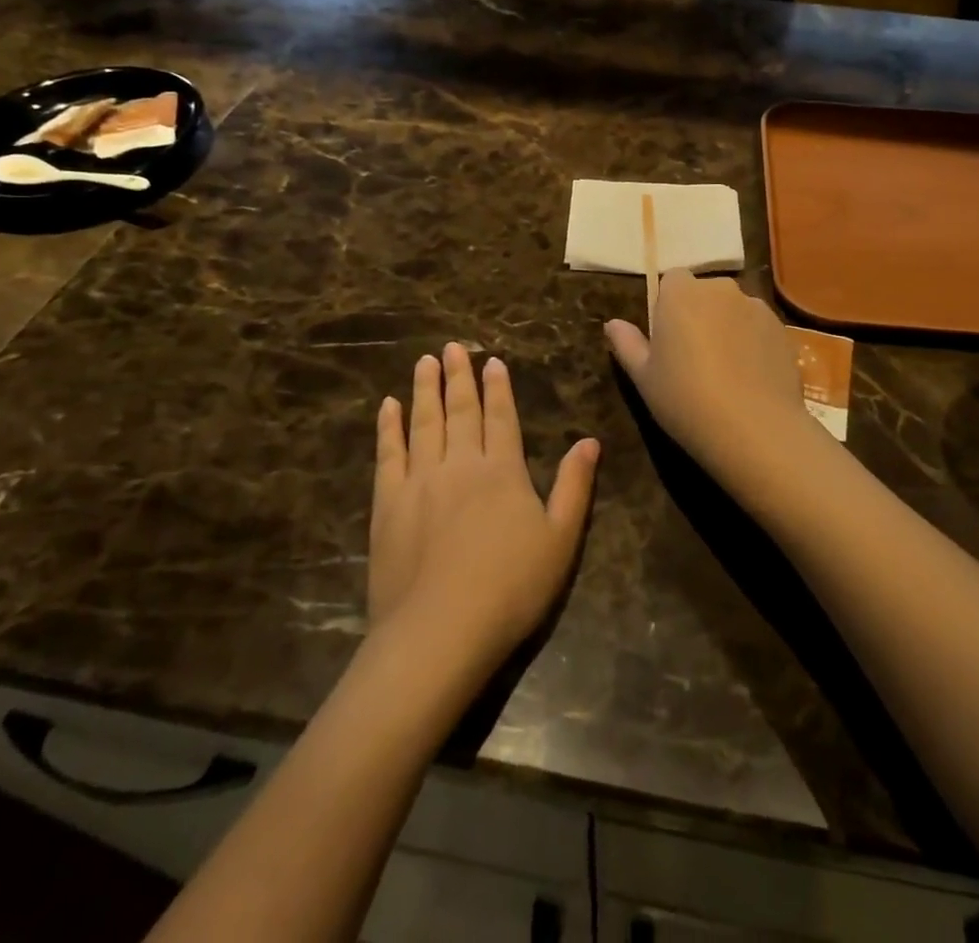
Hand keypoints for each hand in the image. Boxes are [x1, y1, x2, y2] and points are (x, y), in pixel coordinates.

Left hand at [370, 344, 599, 668]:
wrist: (439, 632)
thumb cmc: (510, 588)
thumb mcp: (561, 540)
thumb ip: (575, 486)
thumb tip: (590, 441)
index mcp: (502, 470)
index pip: (501, 417)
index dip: (498, 387)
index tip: (491, 361)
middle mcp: (460, 464)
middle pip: (460, 411)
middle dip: (458, 377)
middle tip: (452, 346)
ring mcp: (420, 481)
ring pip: (424, 423)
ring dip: (425, 389)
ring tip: (425, 361)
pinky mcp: (388, 504)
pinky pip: (388, 454)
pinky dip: (389, 427)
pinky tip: (388, 406)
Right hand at [605, 271, 821, 500]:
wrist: (754, 428)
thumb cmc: (685, 398)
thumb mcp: (644, 377)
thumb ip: (627, 344)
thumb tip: (612, 323)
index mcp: (681, 293)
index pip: (671, 280)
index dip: (668, 306)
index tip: (667, 338)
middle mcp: (720, 289)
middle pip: (705, 292)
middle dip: (699, 314)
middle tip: (692, 357)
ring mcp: (756, 307)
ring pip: (734, 310)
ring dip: (727, 327)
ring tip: (725, 371)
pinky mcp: (783, 330)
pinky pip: (758, 328)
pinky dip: (752, 343)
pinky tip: (749, 379)